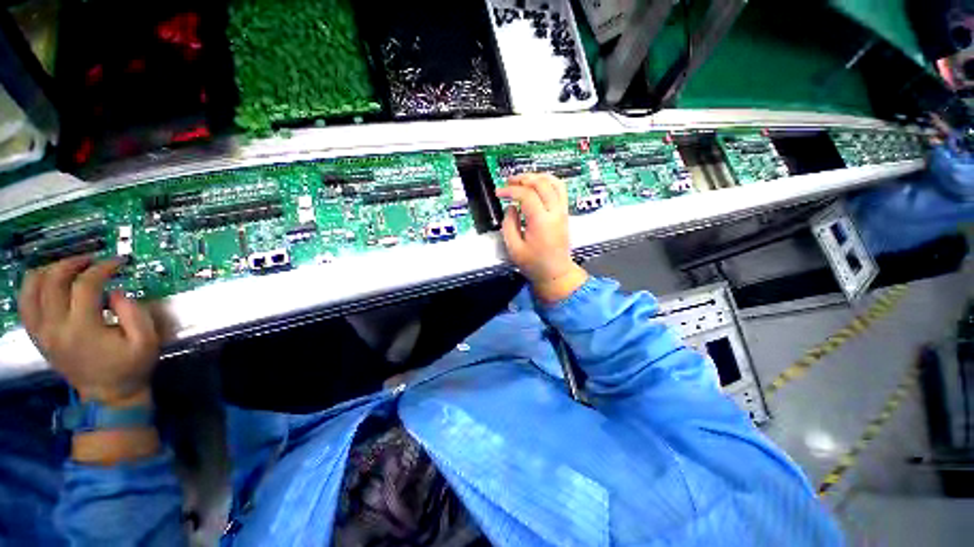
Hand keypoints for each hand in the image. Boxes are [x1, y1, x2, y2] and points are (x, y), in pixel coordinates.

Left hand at [18, 257, 159, 403]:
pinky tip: (50, 283)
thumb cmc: (131, 368)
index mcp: (83, 329)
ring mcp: (42, 333)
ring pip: (31, 288)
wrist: (108, 396)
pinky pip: (24, 304)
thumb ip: (135, 313)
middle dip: (73, 263)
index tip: (118, 262)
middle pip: (53, 280)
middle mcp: (56, 328)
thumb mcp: (146, 341)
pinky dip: (34, 286)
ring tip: (69, 268)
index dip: (103, 268)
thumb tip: (117, 292)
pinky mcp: (38, 337)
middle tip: (92, 260)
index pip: (86, 285)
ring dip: (49, 271)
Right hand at [497, 173, 587, 302]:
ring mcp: (562, 211)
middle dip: (523, 178)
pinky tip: (537, 184)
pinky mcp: (564, 213)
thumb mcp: (514, 248)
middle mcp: (555, 213)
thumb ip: (509, 225)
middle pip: (541, 183)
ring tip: (522, 179)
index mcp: (541, 222)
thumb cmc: (534, 264)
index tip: (498, 192)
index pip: (526, 195)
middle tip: (508, 181)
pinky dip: (548, 181)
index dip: (510, 190)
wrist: (556, 273)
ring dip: (537, 176)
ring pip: (554, 182)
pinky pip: (560, 190)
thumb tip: (511, 207)